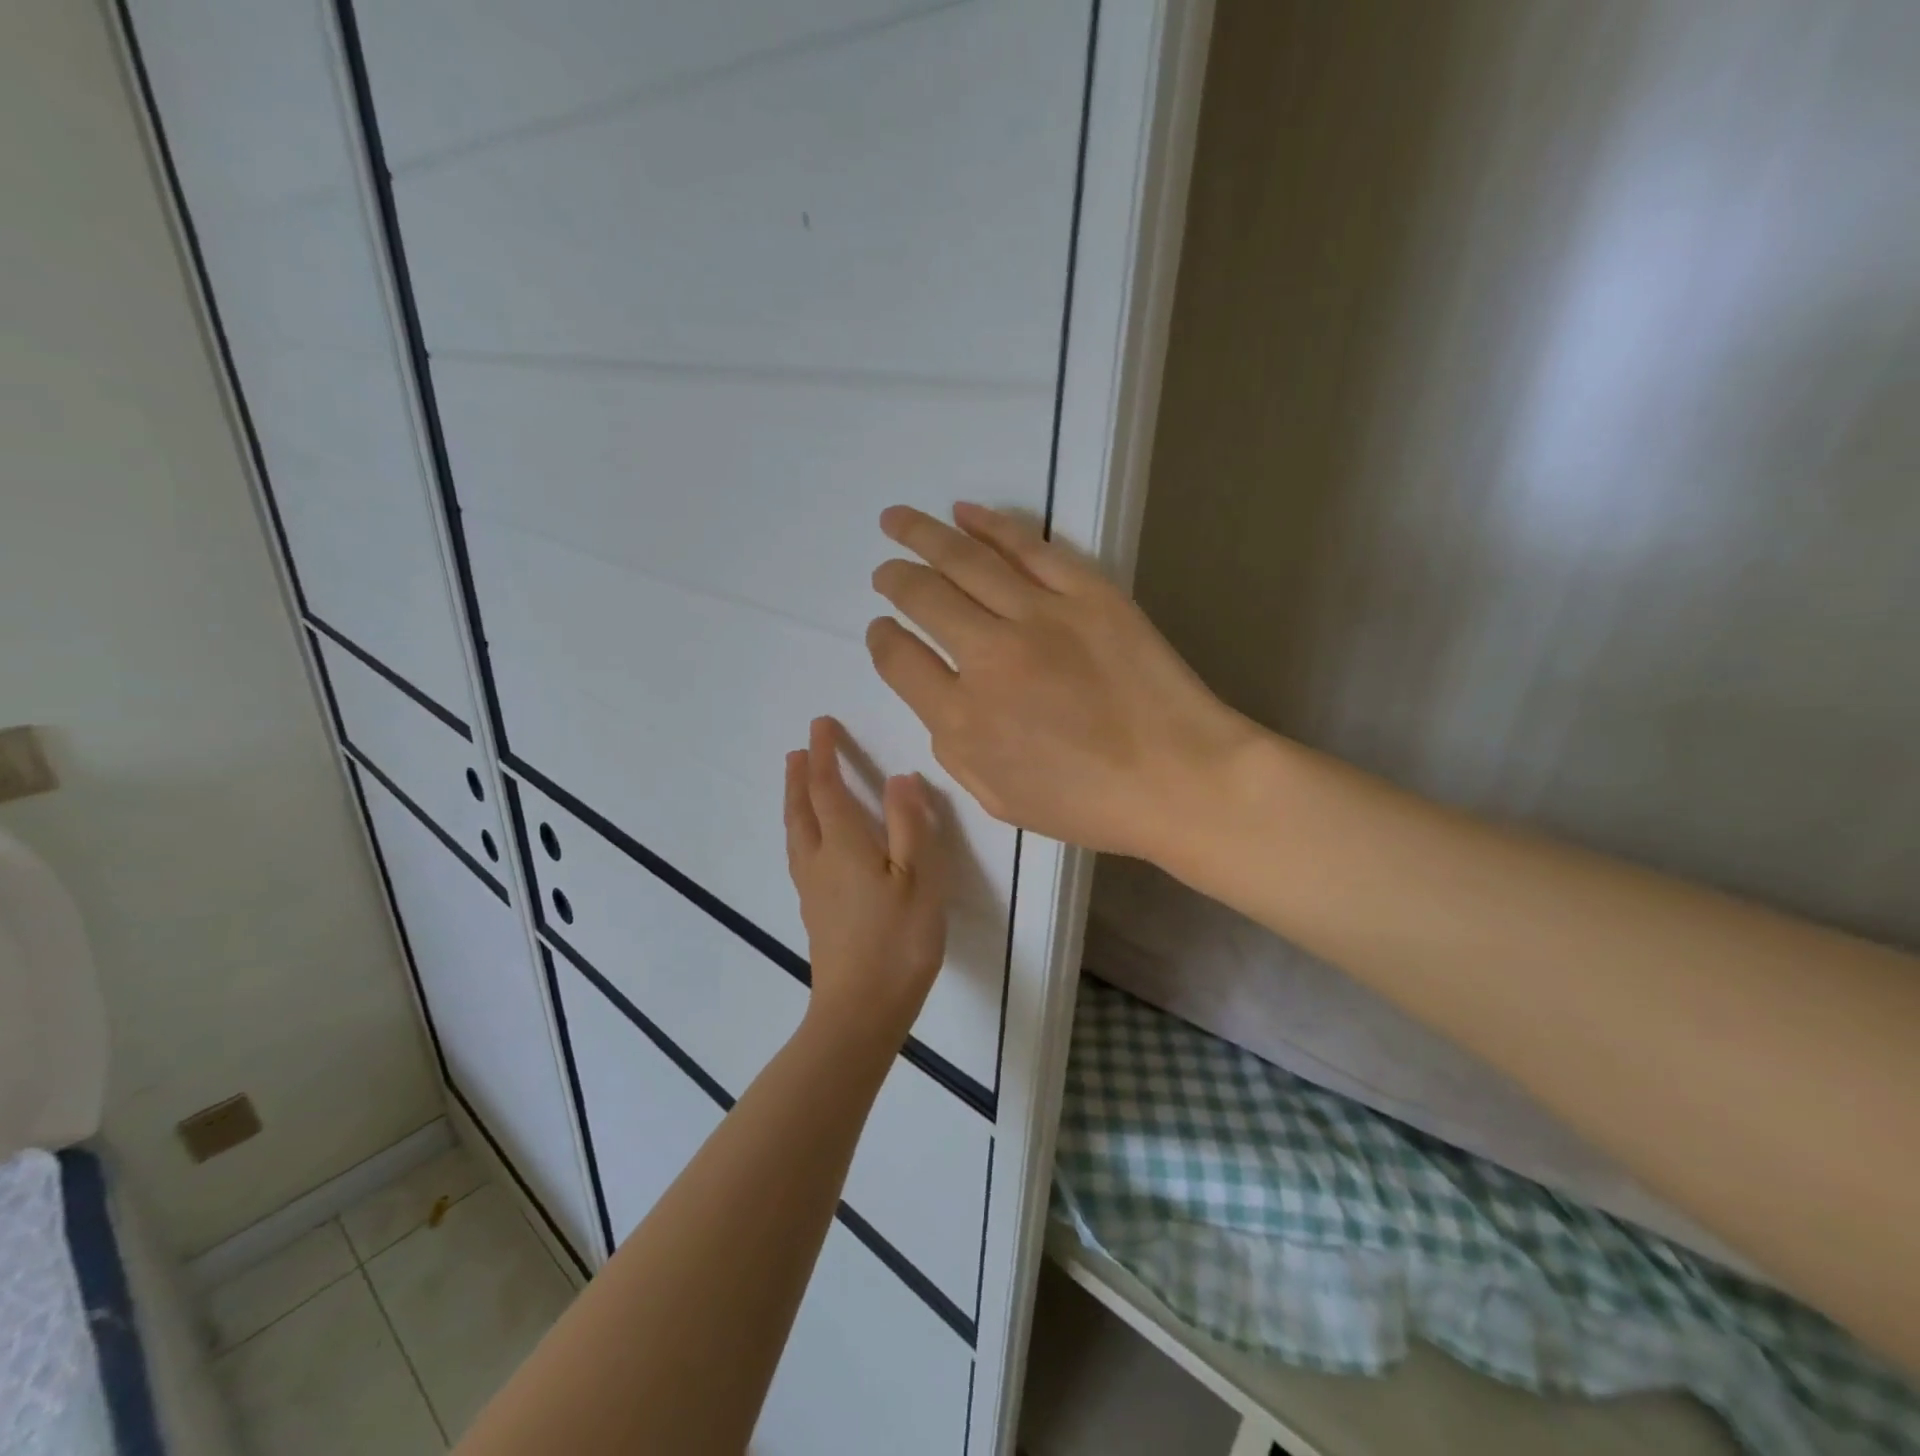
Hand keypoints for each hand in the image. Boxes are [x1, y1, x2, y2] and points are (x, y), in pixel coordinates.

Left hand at [784, 717, 948, 1054]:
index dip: (823, 753)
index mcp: (844, 845)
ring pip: (795, 833)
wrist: (861, 1010)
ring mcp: (812, 889)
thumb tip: (899, 778)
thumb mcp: (918, 879)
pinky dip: (800, 831)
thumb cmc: (898, 941)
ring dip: (794, 802)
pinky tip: (811, 844)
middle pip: (801, 809)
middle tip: (799, 750)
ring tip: (796, 786)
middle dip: (800, 776)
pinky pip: (800, 855)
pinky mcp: (815, 912)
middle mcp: (819, 860)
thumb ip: (909, 825)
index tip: (820, 724)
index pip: (827, 787)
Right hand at [867, 503, 1255, 859]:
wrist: (1180, 779)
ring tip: (896, 519)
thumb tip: (941, 704)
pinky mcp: (1087, 592)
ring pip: (965, 561)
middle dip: (894, 579)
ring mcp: (1040, 617)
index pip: (899, 660)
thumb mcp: (1001, 800)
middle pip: (923, 598)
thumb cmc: (1090, 804)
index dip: (881, 639)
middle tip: (885, 571)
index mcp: (964, 719)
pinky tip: (965, 513)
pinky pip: (1028, 546)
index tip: (882, 628)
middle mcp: (990, 657)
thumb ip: (954, 752)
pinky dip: (991, 525)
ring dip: (922, 535)